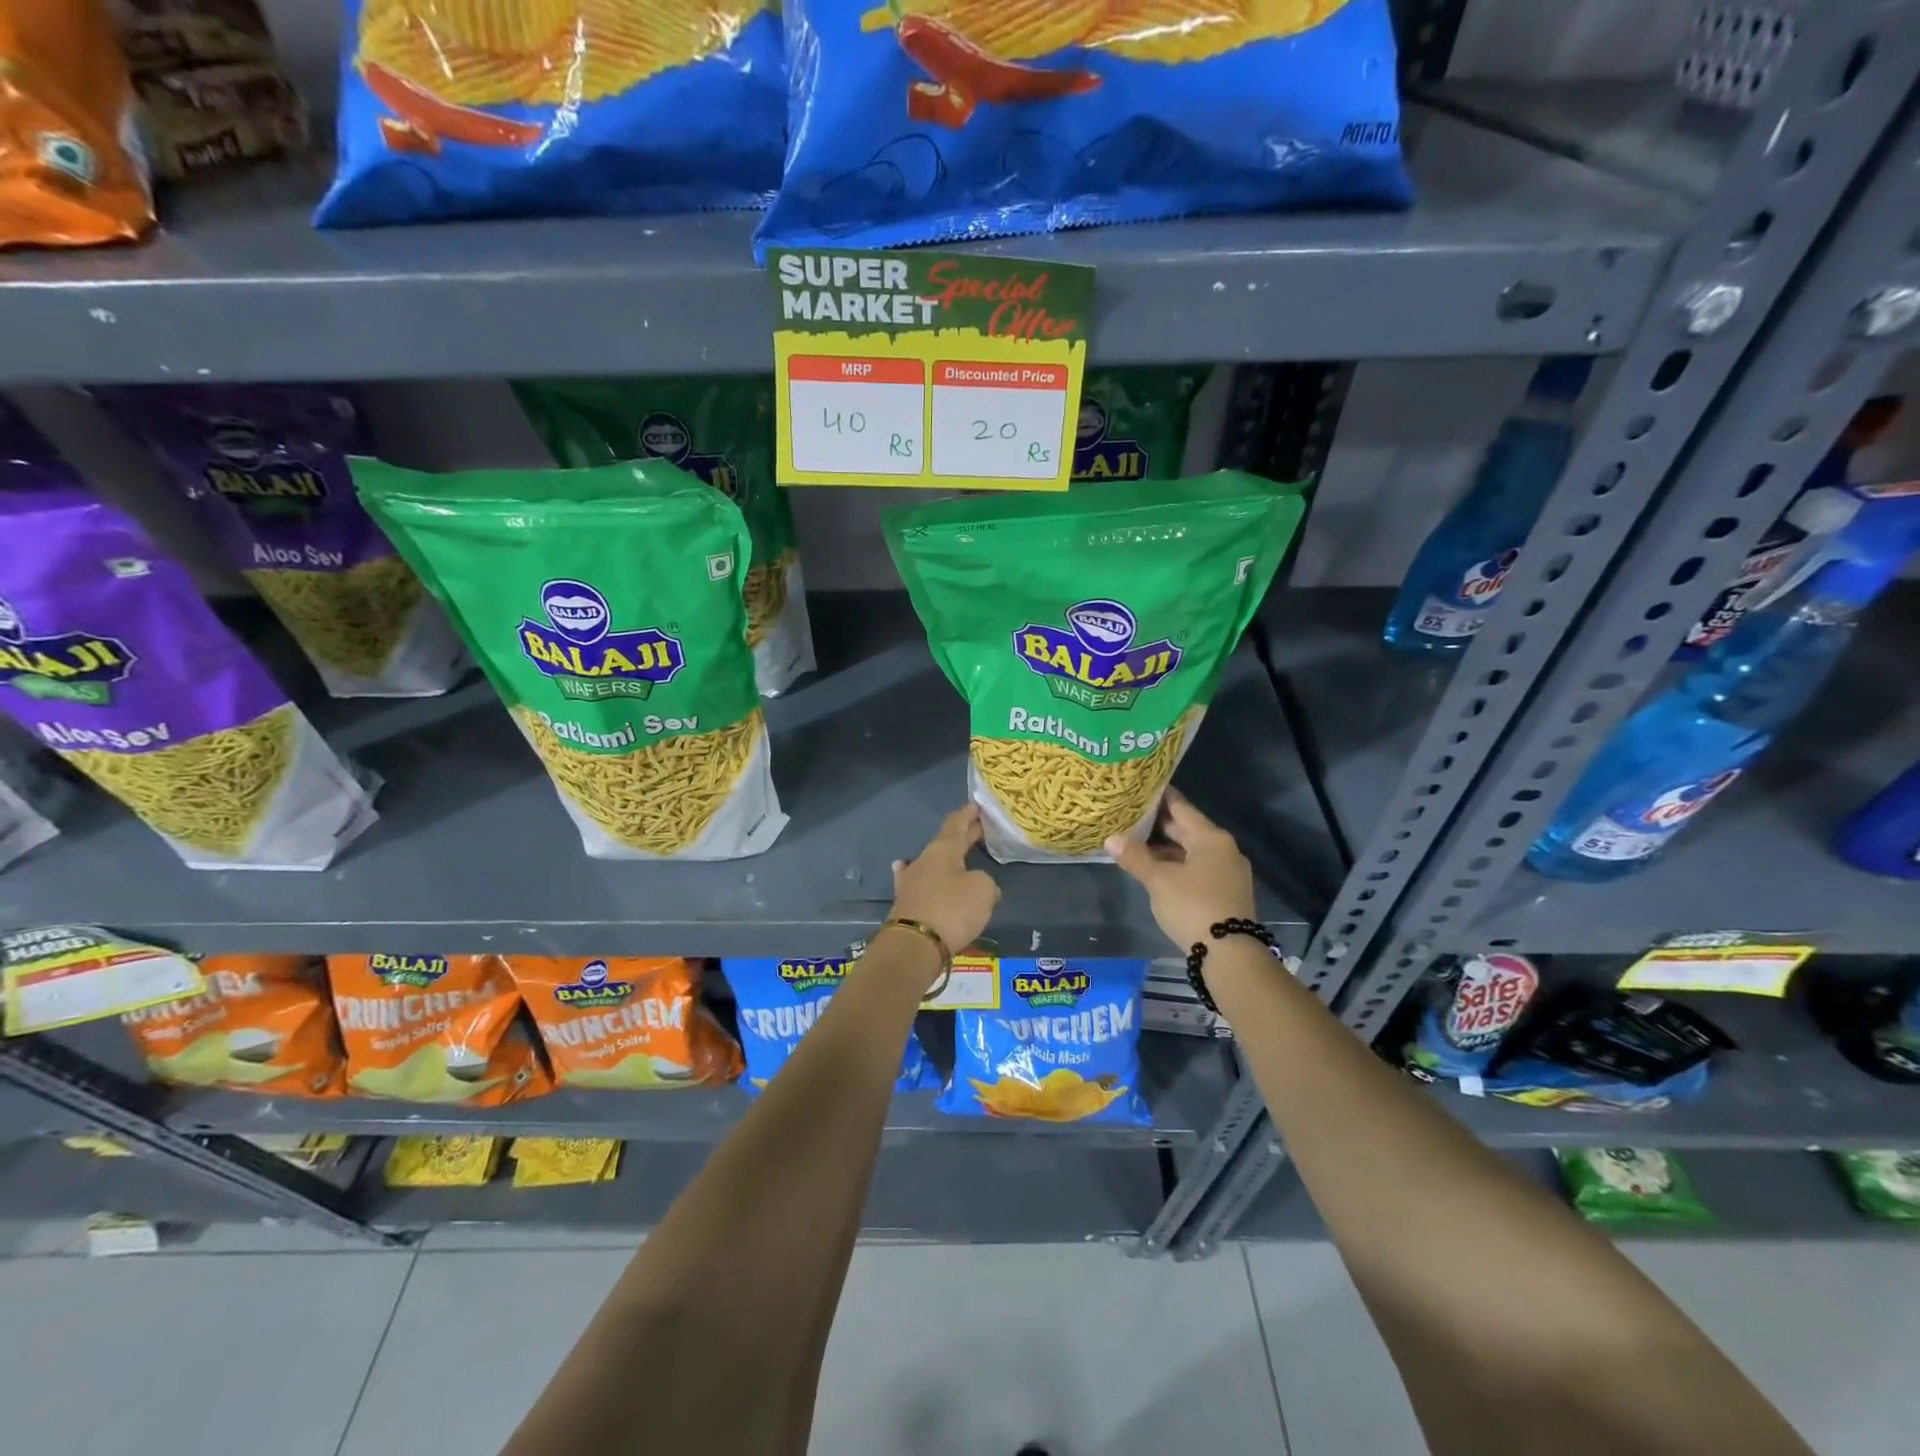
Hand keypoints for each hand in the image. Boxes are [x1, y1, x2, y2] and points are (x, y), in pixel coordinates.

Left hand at [889, 805, 1000, 957]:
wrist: (914, 946)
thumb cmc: (952, 910)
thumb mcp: (982, 890)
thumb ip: (985, 881)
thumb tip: (978, 885)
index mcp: (944, 850)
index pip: (957, 824)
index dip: (968, 815)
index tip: (976, 805)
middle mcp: (924, 860)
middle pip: (945, 842)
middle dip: (963, 834)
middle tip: (978, 827)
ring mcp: (911, 881)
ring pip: (931, 861)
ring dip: (944, 856)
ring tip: (952, 850)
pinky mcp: (905, 903)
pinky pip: (916, 882)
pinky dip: (919, 875)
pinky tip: (905, 868)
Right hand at [1106, 790, 1256, 949]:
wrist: (1230, 954)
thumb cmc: (1193, 906)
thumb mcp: (1159, 880)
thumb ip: (1135, 857)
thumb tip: (1111, 839)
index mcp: (1211, 838)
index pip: (1181, 808)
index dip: (1160, 798)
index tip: (1141, 788)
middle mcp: (1223, 850)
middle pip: (1187, 830)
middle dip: (1159, 825)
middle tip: (1130, 814)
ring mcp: (1227, 873)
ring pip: (1191, 851)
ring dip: (1166, 848)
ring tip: (1136, 842)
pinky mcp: (1226, 893)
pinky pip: (1196, 869)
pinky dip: (1176, 865)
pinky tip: (1155, 870)